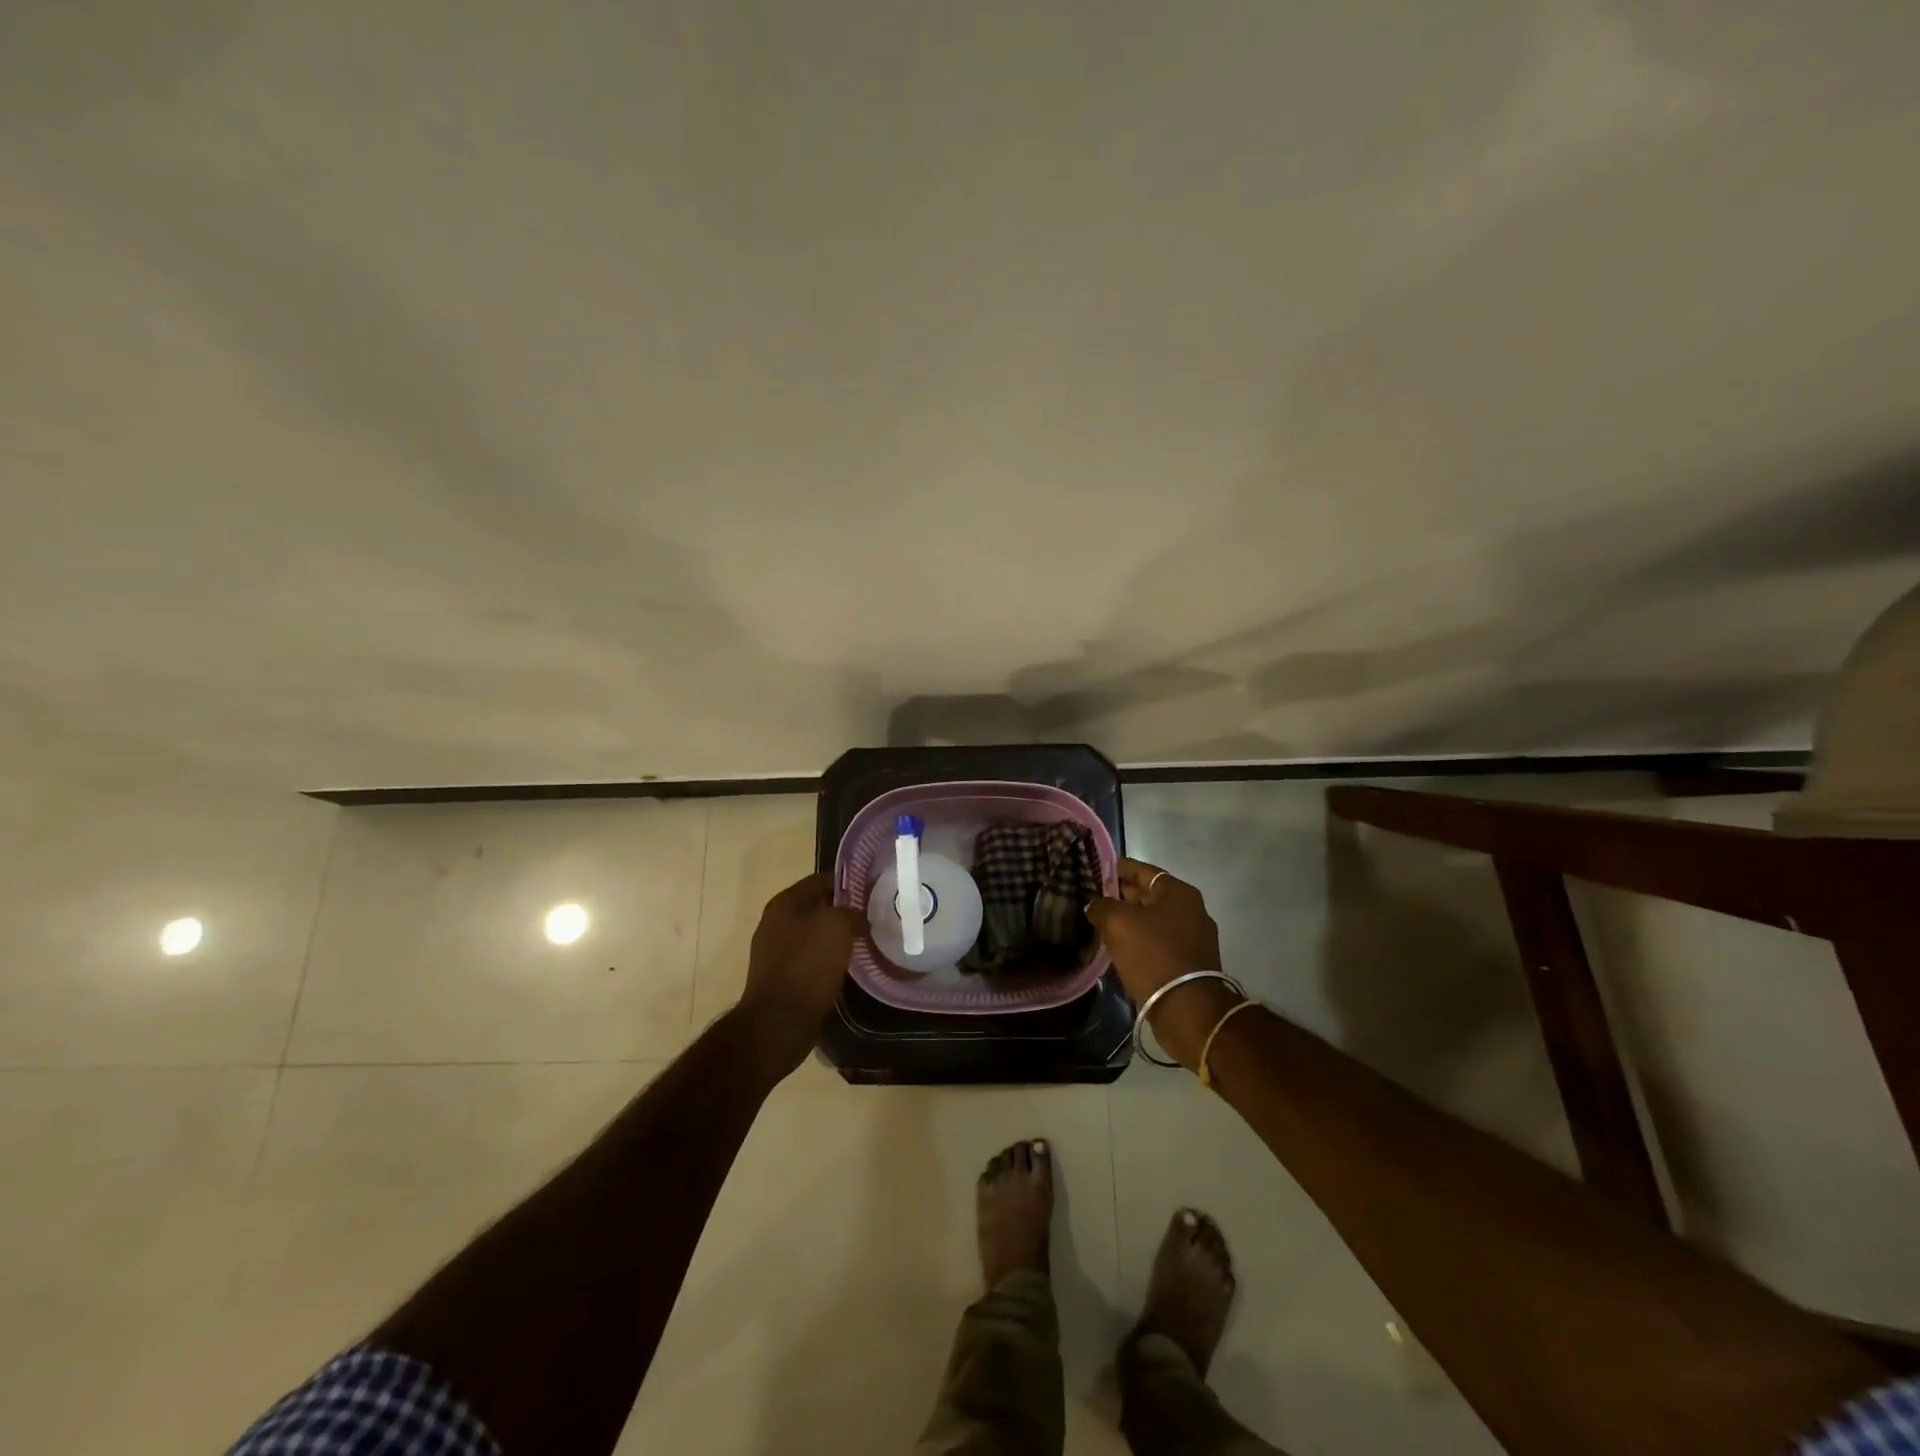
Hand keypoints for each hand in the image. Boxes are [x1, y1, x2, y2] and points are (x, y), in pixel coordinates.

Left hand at [736, 873, 865, 1075]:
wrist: (779, 1022)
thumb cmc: (807, 965)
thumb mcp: (837, 926)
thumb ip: (852, 913)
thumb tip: (860, 920)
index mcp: (784, 903)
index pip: (820, 880)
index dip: (848, 883)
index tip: (873, 891)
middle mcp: (776, 923)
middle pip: (818, 908)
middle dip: (845, 911)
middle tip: (873, 917)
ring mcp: (777, 952)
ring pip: (816, 935)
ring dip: (838, 938)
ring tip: (866, 942)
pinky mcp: (783, 978)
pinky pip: (812, 960)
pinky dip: (830, 960)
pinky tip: (849, 967)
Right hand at [1086, 858, 1234, 1068]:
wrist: (1188, 1009)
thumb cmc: (1153, 955)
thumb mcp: (1118, 923)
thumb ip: (1102, 906)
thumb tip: (1095, 904)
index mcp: (1178, 891)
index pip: (1142, 870)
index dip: (1117, 869)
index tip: (1096, 871)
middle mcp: (1191, 908)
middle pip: (1149, 894)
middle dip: (1122, 896)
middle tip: (1094, 898)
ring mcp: (1194, 936)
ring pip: (1154, 920)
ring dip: (1131, 920)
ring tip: (1102, 924)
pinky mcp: (1191, 961)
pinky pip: (1160, 941)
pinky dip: (1141, 940)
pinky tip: (1121, 947)